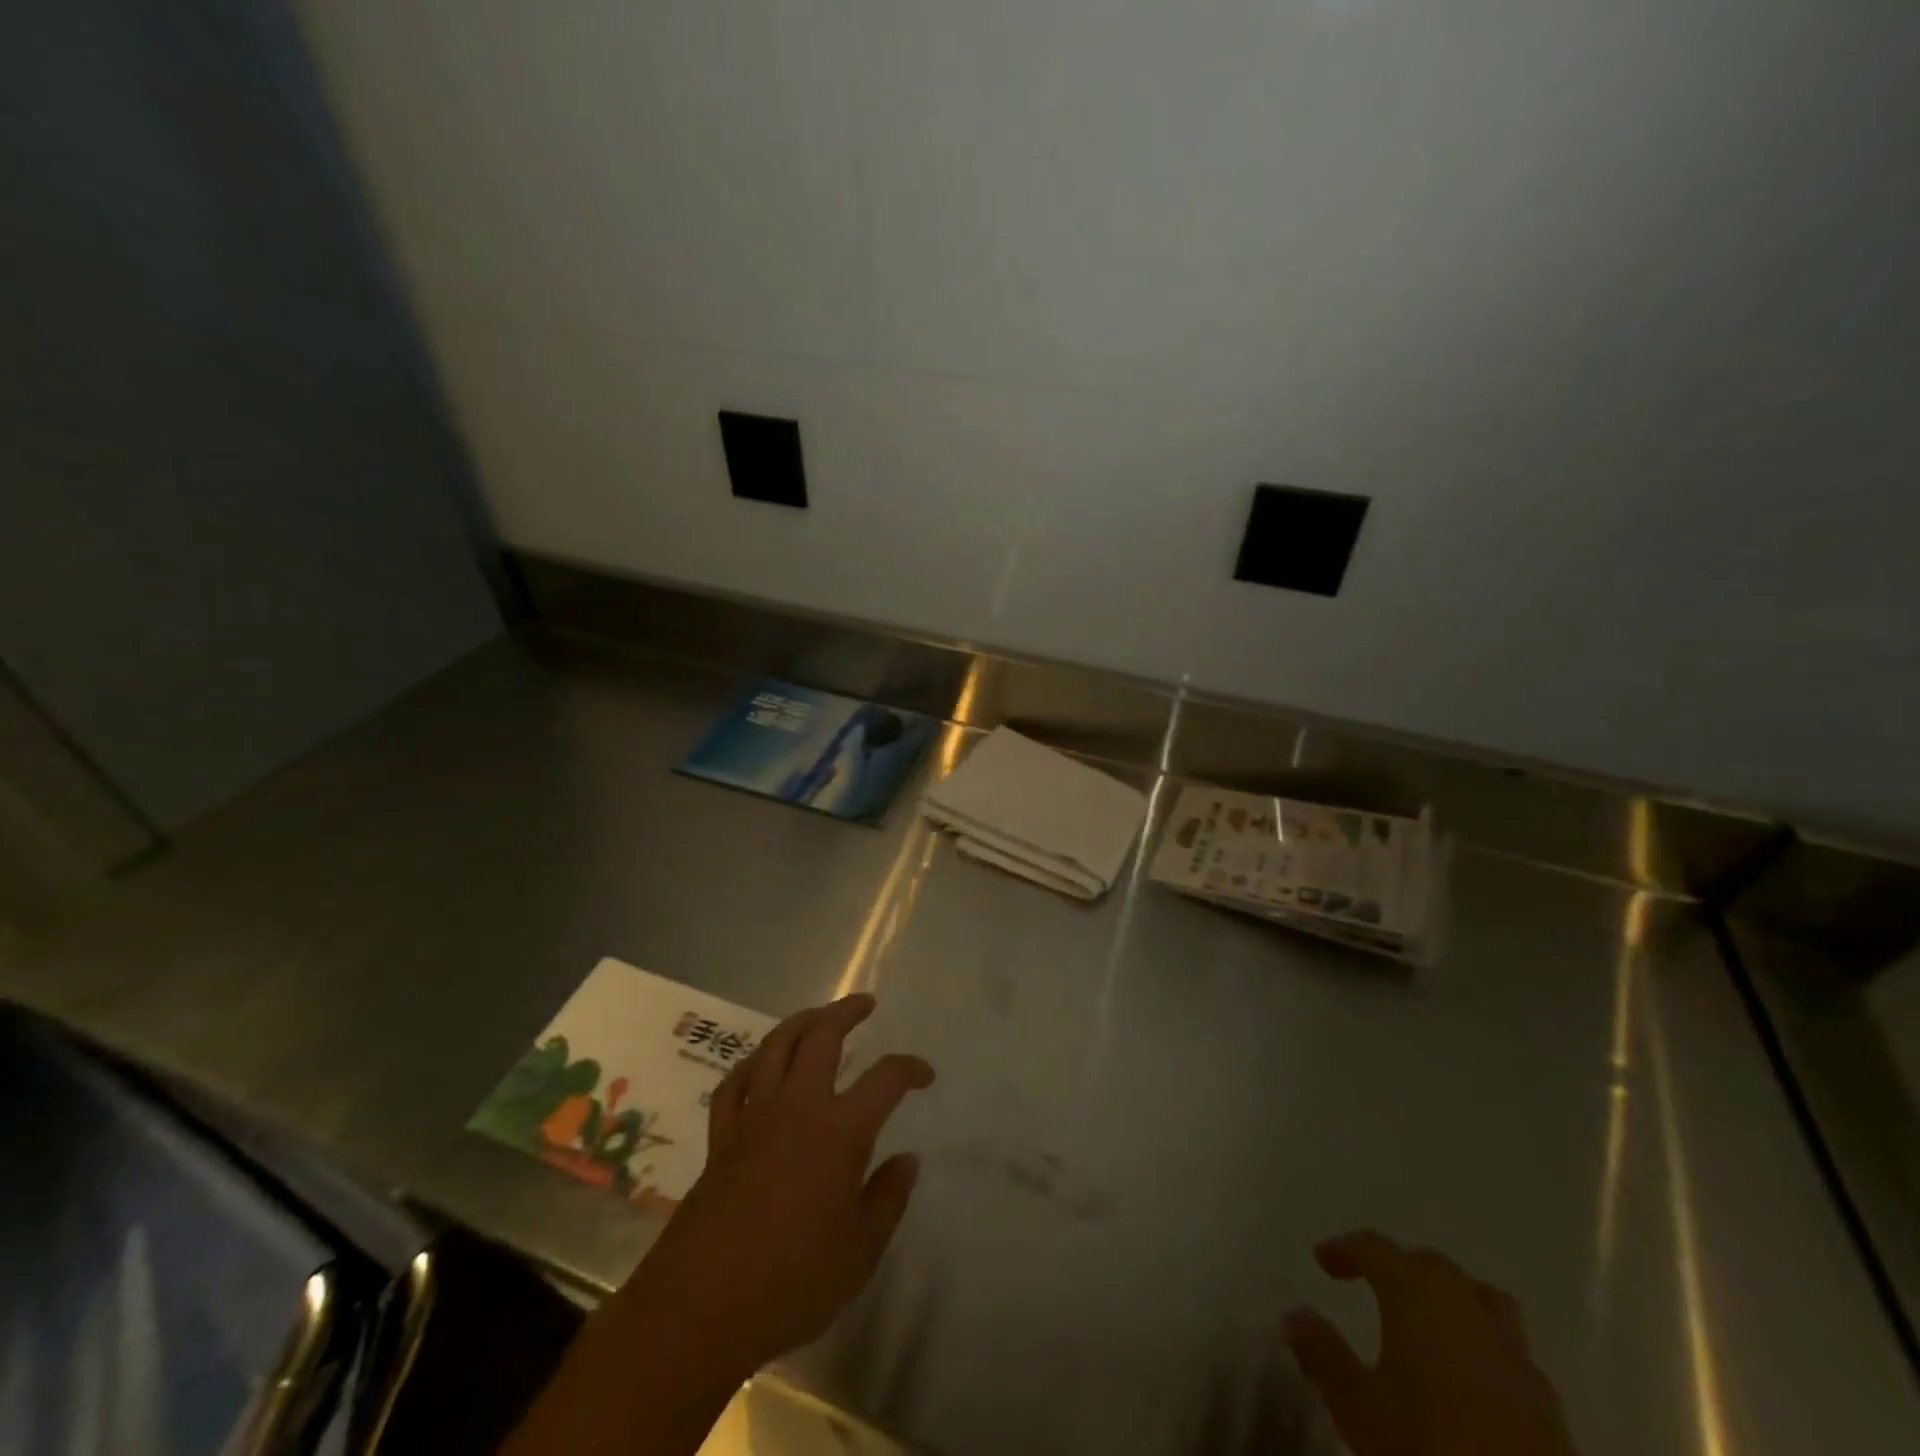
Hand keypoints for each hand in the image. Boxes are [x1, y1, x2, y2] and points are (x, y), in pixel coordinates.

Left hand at [628, 991, 935, 1375]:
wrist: (699, 1309)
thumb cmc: (791, 1283)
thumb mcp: (860, 1252)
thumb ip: (888, 1198)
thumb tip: (907, 1159)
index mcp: (839, 1131)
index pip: (885, 1079)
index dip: (910, 1068)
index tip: (924, 1074)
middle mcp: (797, 1107)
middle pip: (822, 1036)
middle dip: (847, 1012)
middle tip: (865, 1004)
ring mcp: (754, 1117)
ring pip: (776, 1046)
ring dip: (801, 1022)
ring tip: (818, 1017)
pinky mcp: (720, 1137)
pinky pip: (736, 1083)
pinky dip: (753, 1064)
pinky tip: (762, 1065)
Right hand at [1283, 1230, 1577, 1455]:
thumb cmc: (1426, 1449)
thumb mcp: (1357, 1407)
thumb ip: (1324, 1354)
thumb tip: (1295, 1313)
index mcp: (1417, 1296)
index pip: (1375, 1248)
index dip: (1345, 1248)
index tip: (1322, 1261)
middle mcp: (1466, 1309)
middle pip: (1432, 1265)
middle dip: (1400, 1267)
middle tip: (1371, 1285)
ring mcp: (1515, 1355)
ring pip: (1482, 1299)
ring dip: (1452, 1298)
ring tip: (1429, 1322)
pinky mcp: (1548, 1403)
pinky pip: (1511, 1351)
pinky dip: (1485, 1346)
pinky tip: (1472, 1379)